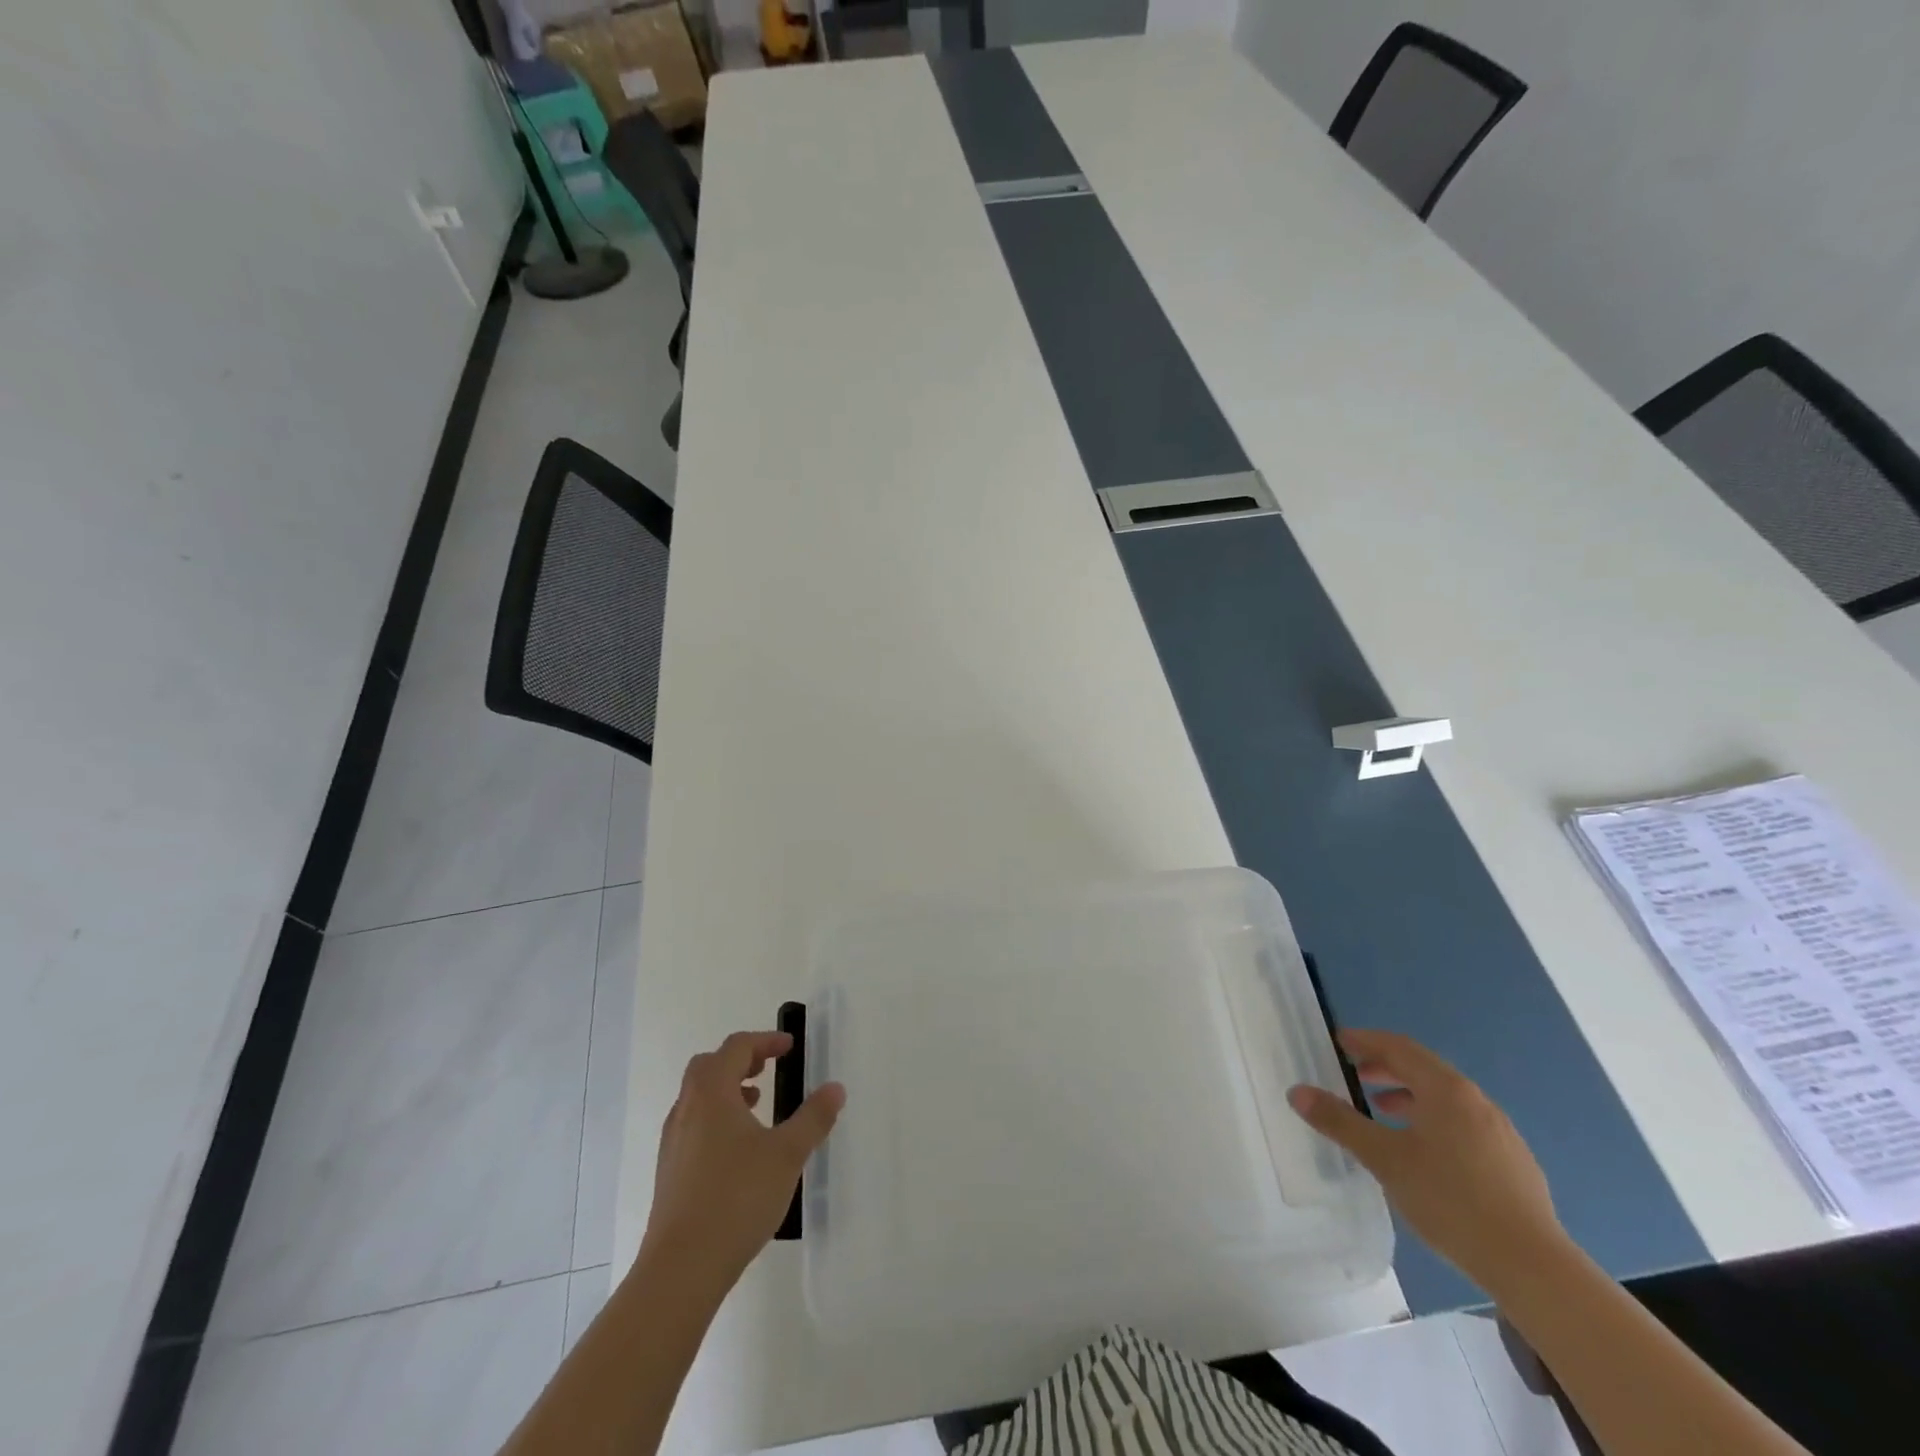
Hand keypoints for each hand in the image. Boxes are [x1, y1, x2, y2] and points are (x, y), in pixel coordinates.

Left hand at [644, 1030, 845, 1288]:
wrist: (681, 1269)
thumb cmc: (737, 1198)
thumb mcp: (787, 1154)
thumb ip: (813, 1118)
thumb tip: (835, 1088)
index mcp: (712, 1093)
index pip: (736, 1047)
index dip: (765, 1041)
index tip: (790, 1047)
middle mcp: (686, 1110)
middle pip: (709, 1066)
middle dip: (741, 1060)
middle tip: (769, 1067)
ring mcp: (673, 1143)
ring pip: (698, 1098)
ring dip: (727, 1090)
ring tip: (757, 1105)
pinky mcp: (669, 1173)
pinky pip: (693, 1125)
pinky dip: (716, 1118)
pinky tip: (739, 1149)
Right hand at [1287, 1029, 1566, 1295]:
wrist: (1533, 1267)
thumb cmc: (1450, 1200)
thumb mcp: (1384, 1159)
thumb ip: (1340, 1122)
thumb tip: (1297, 1091)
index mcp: (1446, 1090)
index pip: (1399, 1047)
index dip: (1366, 1041)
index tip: (1339, 1043)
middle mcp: (1476, 1100)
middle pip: (1424, 1069)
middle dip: (1386, 1067)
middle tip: (1355, 1076)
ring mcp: (1500, 1132)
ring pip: (1446, 1098)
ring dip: (1410, 1096)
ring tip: (1382, 1113)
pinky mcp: (1514, 1163)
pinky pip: (1463, 1124)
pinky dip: (1434, 1120)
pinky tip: (1424, 1153)